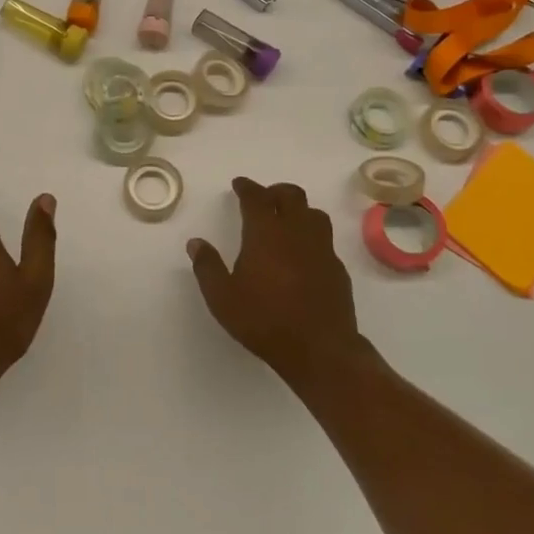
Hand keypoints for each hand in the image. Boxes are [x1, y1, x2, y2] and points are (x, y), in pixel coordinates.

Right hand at [187, 178, 362, 386]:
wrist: (320, 349)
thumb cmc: (264, 320)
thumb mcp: (222, 298)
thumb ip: (207, 267)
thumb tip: (196, 243)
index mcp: (266, 233)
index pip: (256, 197)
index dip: (247, 187)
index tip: (239, 184)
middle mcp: (296, 232)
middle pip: (291, 195)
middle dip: (275, 191)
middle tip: (262, 198)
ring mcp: (321, 249)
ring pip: (313, 213)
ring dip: (298, 209)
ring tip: (285, 220)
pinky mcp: (337, 268)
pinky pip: (324, 239)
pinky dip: (311, 236)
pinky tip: (302, 253)